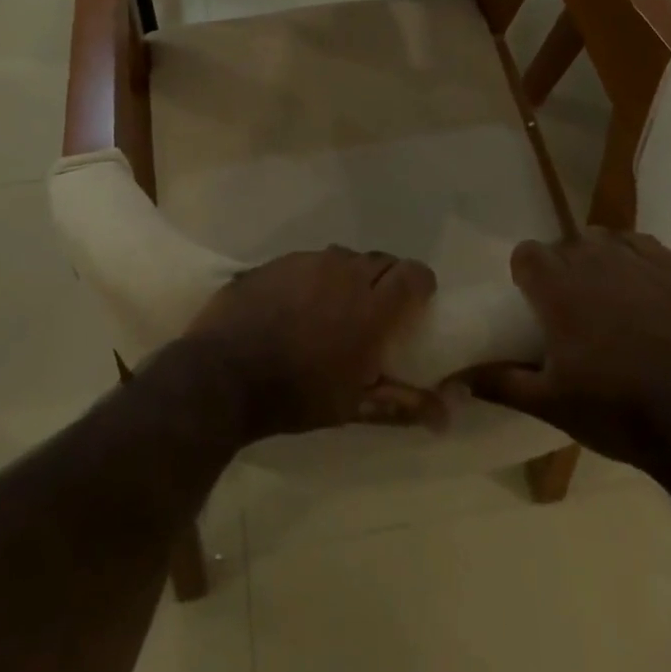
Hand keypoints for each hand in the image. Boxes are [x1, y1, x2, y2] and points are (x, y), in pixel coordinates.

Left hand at [182, 246, 439, 441]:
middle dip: (387, 280)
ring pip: (344, 257)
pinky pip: (309, 261)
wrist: (222, 374)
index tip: (417, 306)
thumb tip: (448, 414)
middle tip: (377, 312)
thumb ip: (403, 404)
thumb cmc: (296, 395)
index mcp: (371, 304)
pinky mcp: (277, 261)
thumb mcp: (353, 407)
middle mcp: (344, 270)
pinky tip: (297, 305)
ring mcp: (307, 261)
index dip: (421, 285)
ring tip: (335, 308)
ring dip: (350, 277)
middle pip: (381, 260)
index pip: (415, 273)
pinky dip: (314, 278)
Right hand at [465, 229, 670, 464]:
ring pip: (602, 239)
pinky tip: (637, 281)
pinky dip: (633, 255)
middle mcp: (593, 260)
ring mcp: (636, 262)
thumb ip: (500, 383)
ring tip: (603, 294)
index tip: (532, 303)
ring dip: (595, 258)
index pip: (527, 253)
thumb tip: (458, 378)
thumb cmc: (613, 409)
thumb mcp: (549, 403)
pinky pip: (642, 244)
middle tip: (568, 309)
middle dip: (560, 269)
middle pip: (564, 245)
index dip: (525, 274)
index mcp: (557, 286)